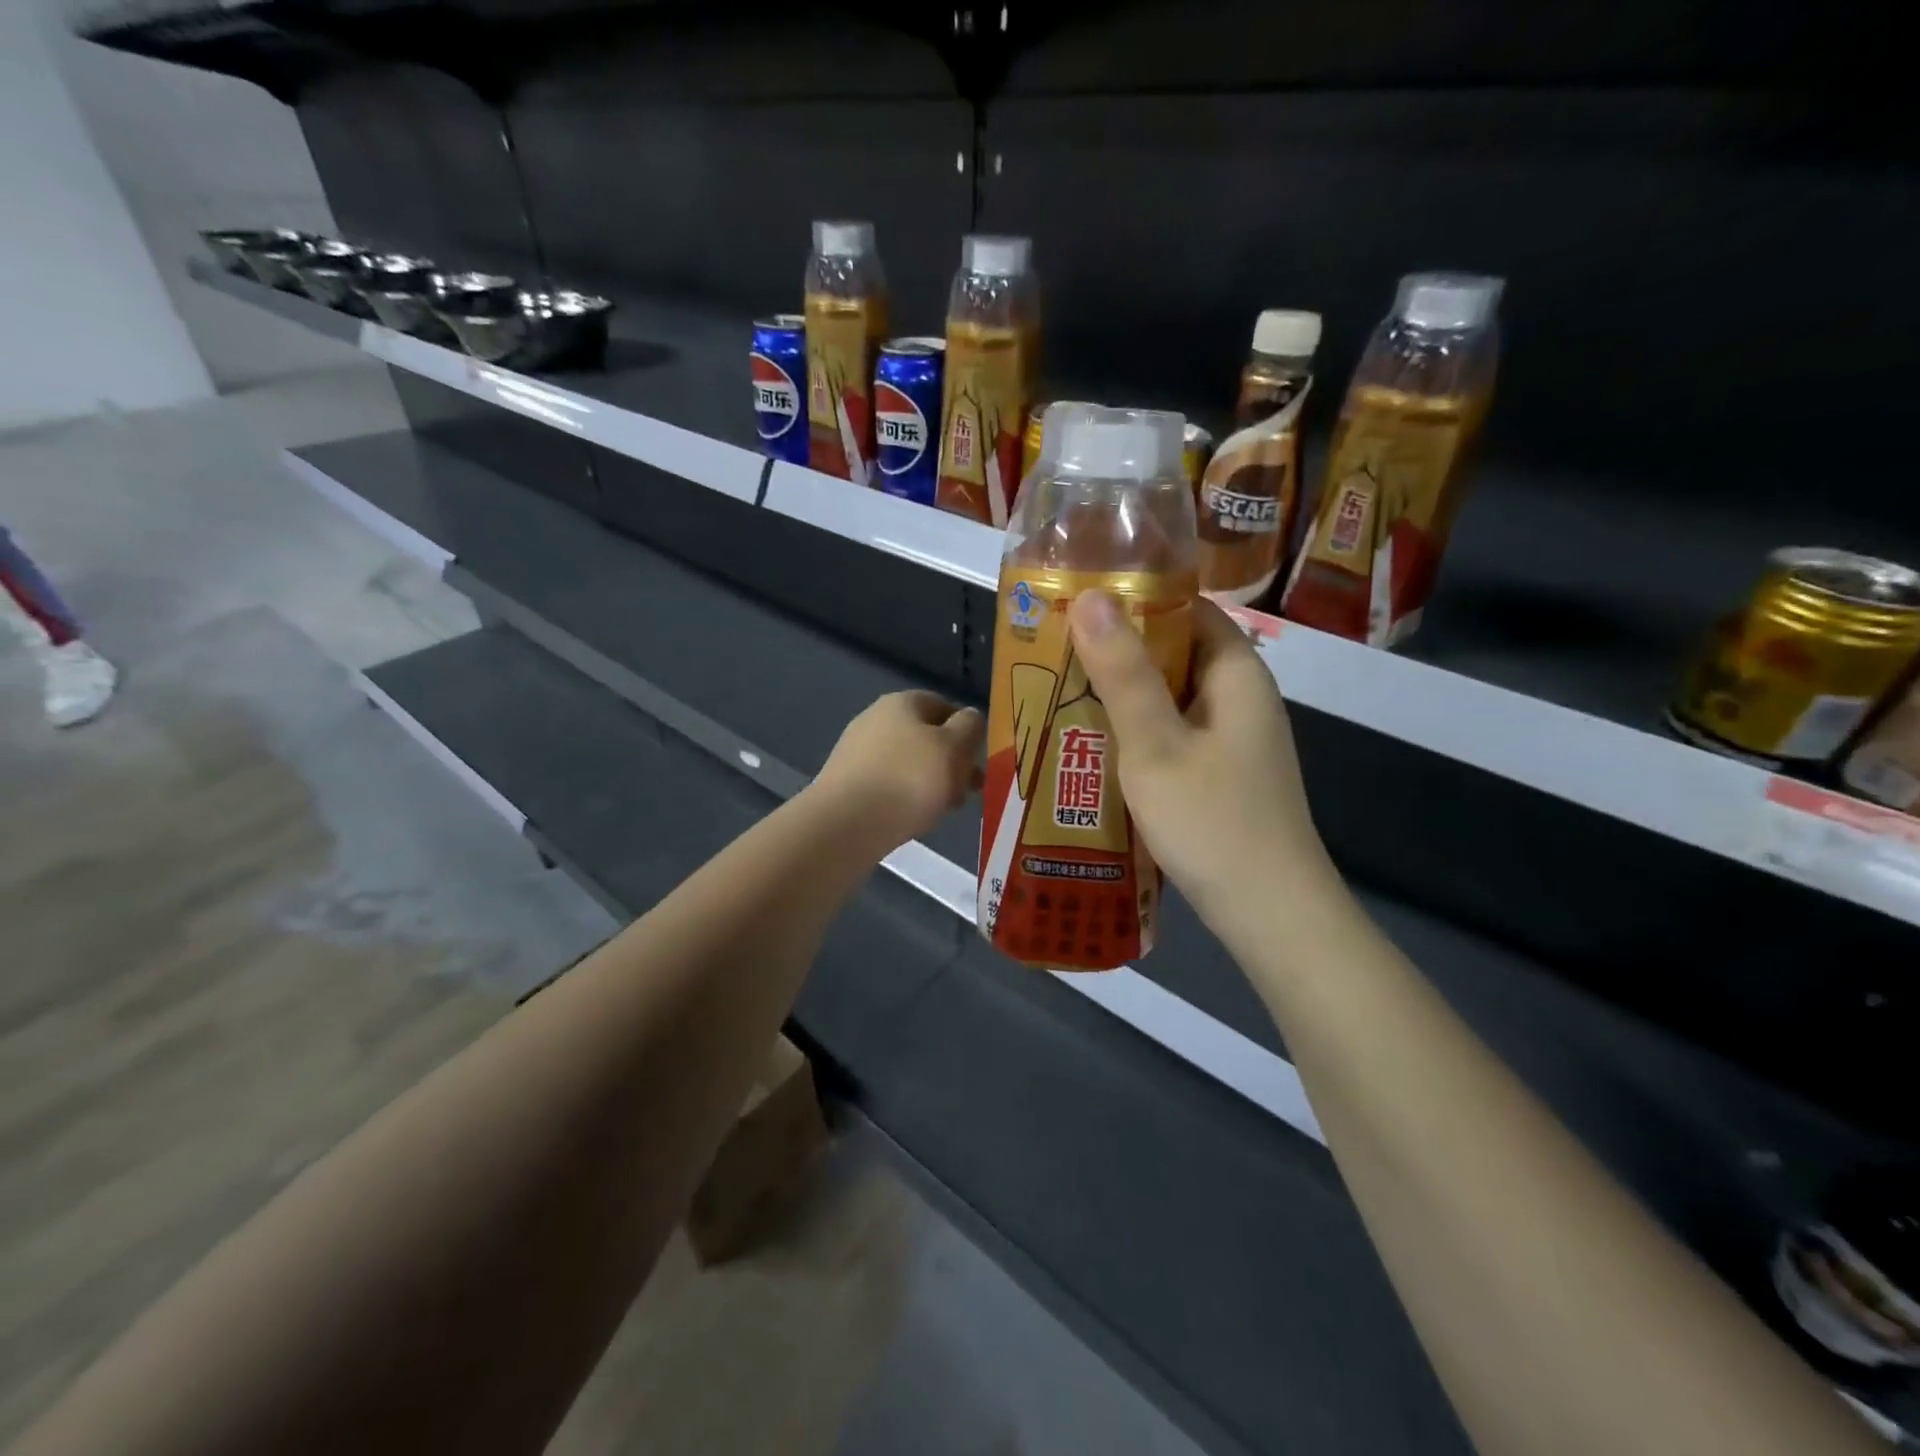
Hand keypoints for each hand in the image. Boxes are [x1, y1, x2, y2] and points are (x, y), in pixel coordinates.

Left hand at [810, 690, 984, 855]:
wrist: (845, 824)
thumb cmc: (908, 780)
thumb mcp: (954, 748)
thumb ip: (970, 727)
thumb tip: (969, 718)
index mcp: (902, 702)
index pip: (944, 705)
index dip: (967, 730)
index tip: (980, 759)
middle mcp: (875, 719)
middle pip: (925, 737)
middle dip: (950, 762)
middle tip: (968, 790)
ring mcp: (857, 751)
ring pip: (908, 763)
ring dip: (931, 782)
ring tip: (944, 810)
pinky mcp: (846, 782)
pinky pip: (888, 784)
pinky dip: (905, 797)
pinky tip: (913, 818)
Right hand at [1068, 592, 1337, 931]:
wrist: (1270, 915)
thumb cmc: (1212, 822)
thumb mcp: (1155, 744)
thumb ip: (1123, 673)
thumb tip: (1091, 595)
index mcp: (1236, 674)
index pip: (1189, 609)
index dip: (1136, 599)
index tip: (1078, 601)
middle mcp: (1240, 698)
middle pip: (1176, 653)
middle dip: (1117, 650)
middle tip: (1053, 650)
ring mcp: (1233, 740)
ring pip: (1170, 698)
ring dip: (1121, 695)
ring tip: (1058, 692)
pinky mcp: (1221, 775)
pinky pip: (1172, 735)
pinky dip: (1135, 732)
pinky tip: (1092, 746)